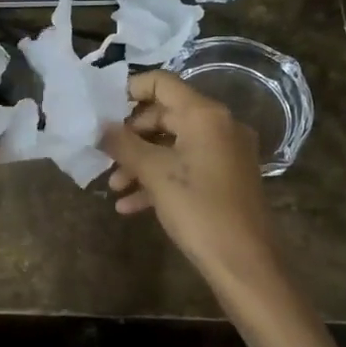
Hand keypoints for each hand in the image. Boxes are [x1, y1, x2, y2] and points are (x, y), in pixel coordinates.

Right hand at [102, 71, 287, 305]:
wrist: (245, 264)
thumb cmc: (199, 210)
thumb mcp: (154, 174)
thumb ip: (123, 144)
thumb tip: (100, 127)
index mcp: (205, 115)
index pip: (162, 82)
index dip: (129, 90)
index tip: (102, 110)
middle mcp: (219, 125)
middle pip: (165, 114)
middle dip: (131, 135)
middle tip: (106, 154)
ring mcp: (225, 153)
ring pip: (173, 144)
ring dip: (141, 161)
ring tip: (115, 186)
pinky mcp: (226, 178)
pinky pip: (186, 167)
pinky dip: (160, 179)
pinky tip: (130, 205)